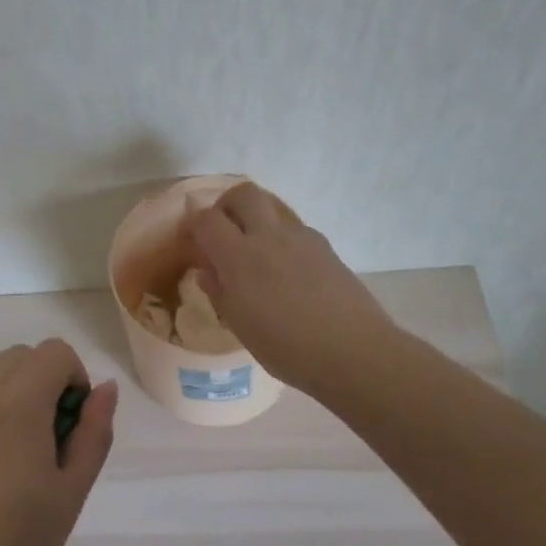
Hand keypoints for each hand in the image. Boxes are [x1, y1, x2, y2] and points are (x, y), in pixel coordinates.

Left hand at [0, 339, 118, 545]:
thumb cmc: (15, 542)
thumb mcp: (71, 491)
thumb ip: (94, 433)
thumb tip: (105, 388)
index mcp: (18, 401)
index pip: (54, 351)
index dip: (75, 379)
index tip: (75, 428)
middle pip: (21, 357)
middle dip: (47, 381)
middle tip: (54, 442)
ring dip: (18, 398)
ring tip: (23, 465)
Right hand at [186, 181, 395, 398]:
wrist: (353, 351)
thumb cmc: (286, 347)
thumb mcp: (240, 325)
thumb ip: (219, 291)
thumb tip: (208, 270)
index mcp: (240, 257)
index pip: (207, 219)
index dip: (195, 224)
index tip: (192, 240)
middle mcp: (269, 236)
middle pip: (244, 193)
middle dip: (227, 205)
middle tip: (224, 232)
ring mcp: (302, 238)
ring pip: (272, 209)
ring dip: (257, 221)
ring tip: (257, 257)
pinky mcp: (326, 248)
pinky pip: (295, 230)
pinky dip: (282, 240)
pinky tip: (287, 273)